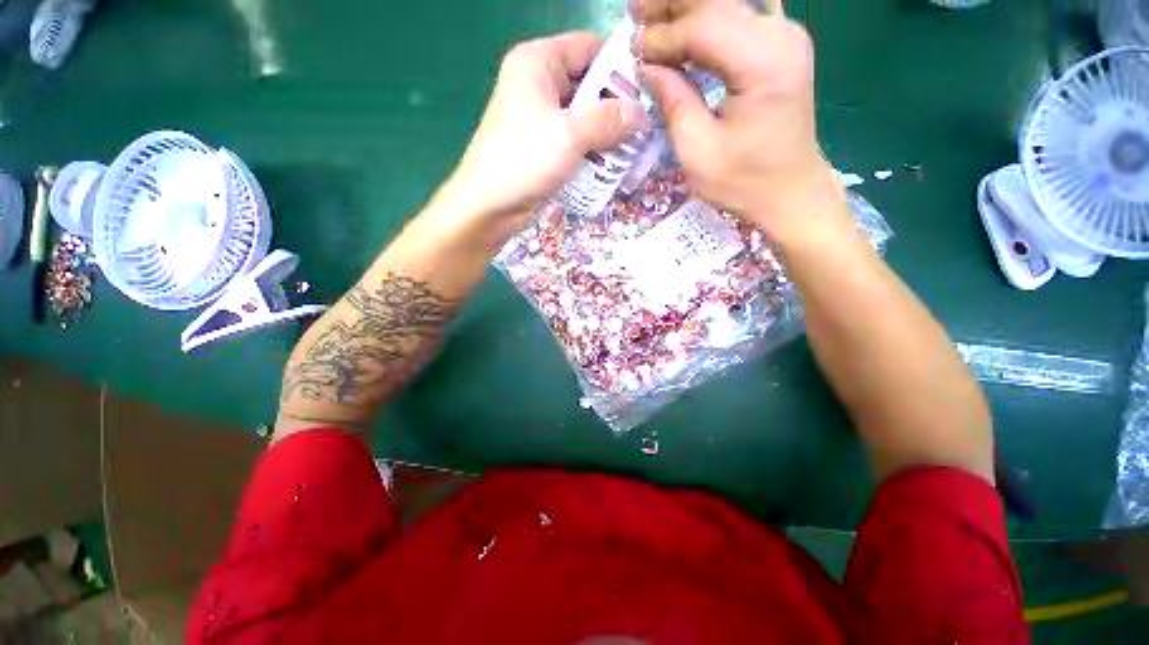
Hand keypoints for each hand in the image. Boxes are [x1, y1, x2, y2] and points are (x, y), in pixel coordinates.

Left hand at [437, 32, 648, 245]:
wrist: (489, 207)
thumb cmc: (524, 161)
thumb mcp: (570, 135)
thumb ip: (609, 120)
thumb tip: (640, 114)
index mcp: (538, 63)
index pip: (590, 48)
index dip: (620, 66)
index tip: (649, 91)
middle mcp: (540, 85)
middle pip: (590, 86)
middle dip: (618, 109)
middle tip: (645, 130)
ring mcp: (542, 119)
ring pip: (585, 119)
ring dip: (608, 136)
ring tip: (634, 153)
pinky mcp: (545, 148)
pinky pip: (577, 143)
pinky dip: (594, 153)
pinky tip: (612, 168)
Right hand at [634, 0, 848, 245]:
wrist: (790, 193)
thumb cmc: (743, 182)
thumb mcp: (697, 151)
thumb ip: (673, 101)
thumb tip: (647, 65)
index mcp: (763, 63)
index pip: (703, 26)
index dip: (662, 36)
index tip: (632, 52)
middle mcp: (780, 35)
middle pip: (717, 1)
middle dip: (671, 6)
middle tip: (634, 14)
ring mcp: (784, 36)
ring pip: (727, 3)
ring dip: (686, 8)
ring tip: (651, 16)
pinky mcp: (780, 46)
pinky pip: (738, 17)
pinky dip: (706, 18)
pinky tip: (683, 26)